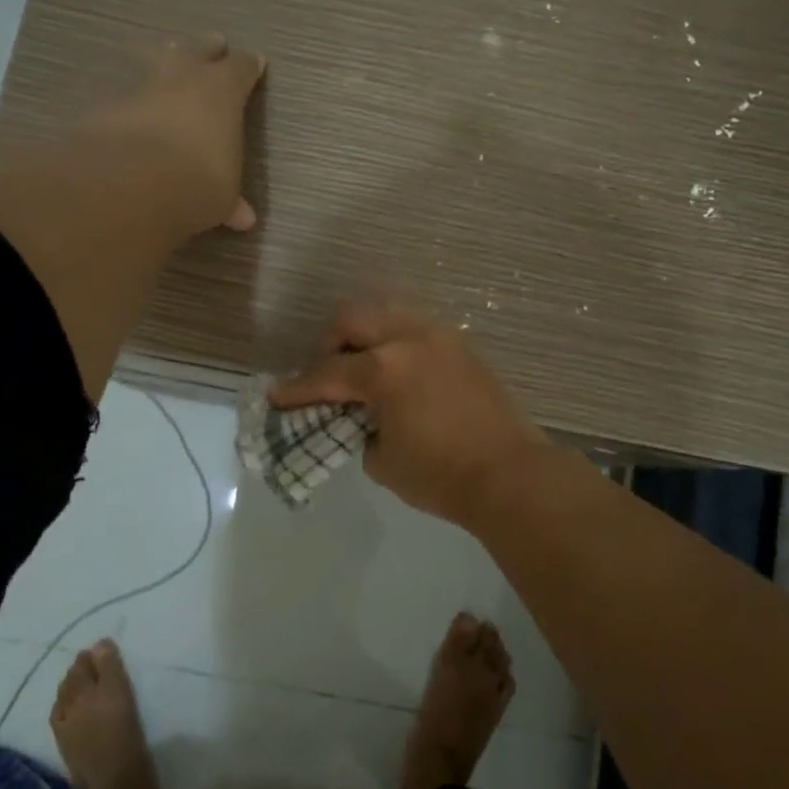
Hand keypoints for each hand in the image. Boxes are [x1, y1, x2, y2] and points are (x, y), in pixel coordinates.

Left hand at [82, 34, 264, 236]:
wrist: (133, 183)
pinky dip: (130, 102)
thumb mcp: (222, 197)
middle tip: (214, 42)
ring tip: (164, 55)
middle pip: (197, 52)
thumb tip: (243, 217)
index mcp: (221, 93)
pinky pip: (124, 97)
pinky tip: (128, 110)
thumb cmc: (199, 182)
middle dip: (207, 48)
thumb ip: (230, 201)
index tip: (255, 61)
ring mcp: (140, 90)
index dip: (248, 66)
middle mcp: (182, 80)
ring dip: (162, 62)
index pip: (240, 69)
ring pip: (154, 64)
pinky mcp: (106, 107)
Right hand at [270, 305, 548, 528]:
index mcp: (384, 368)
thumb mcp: (381, 460)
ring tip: (363, 370)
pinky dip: (396, 342)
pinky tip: (398, 372)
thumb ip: (359, 429)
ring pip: (388, 314)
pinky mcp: (462, 346)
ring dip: (366, 336)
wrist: (509, 475)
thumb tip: (360, 416)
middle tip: (327, 376)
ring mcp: (440, 337)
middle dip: (331, 344)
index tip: (278, 396)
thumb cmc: (440, 475)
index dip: (298, 388)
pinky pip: (416, 329)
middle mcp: (409, 339)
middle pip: (354, 319)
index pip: (327, 373)